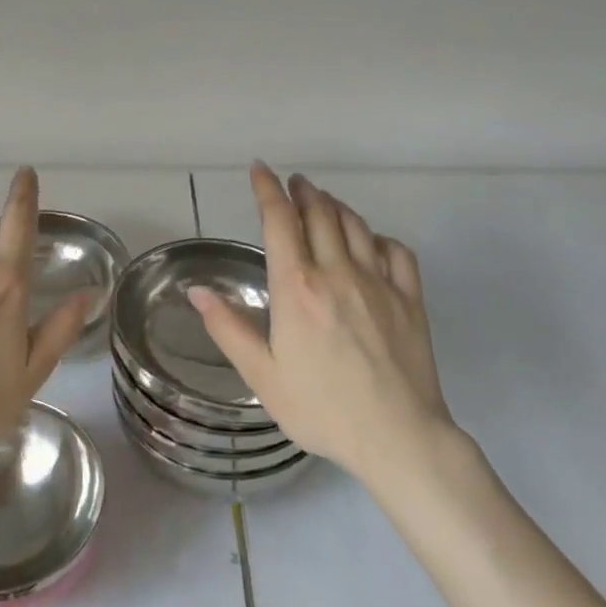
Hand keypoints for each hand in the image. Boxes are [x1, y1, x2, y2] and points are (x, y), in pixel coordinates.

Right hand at [188, 163, 460, 489]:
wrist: (397, 437)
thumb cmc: (321, 408)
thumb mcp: (262, 375)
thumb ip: (228, 328)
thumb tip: (196, 291)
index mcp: (296, 287)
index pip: (279, 220)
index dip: (267, 189)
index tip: (260, 169)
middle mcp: (337, 272)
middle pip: (319, 213)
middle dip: (302, 191)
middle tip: (292, 183)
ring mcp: (378, 282)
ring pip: (355, 225)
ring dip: (335, 205)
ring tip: (323, 201)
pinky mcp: (409, 298)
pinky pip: (395, 251)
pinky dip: (378, 237)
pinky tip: (370, 242)